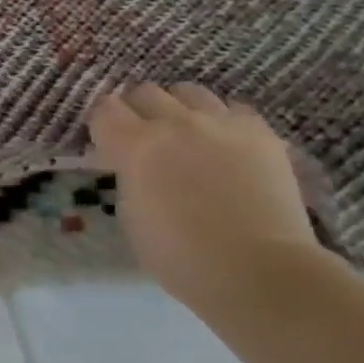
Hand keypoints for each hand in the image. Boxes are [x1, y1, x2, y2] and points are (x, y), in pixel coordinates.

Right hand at [87, 83, 322, 310]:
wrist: (258, 270)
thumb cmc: (180, 256)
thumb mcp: (131, 215)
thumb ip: (128, 177)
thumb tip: (135, 165)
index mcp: (136, 146)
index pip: (105, 110)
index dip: (102, 124)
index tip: (105, 141)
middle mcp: (176, 124)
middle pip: (146, 92)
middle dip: (137, 110)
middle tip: (141, 136)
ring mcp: (222, 124)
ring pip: (189, 92)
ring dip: (178, 108)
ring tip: (184, 134)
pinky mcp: (261, 133)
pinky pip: (233, 109)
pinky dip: (221, 120)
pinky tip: (223, 144)